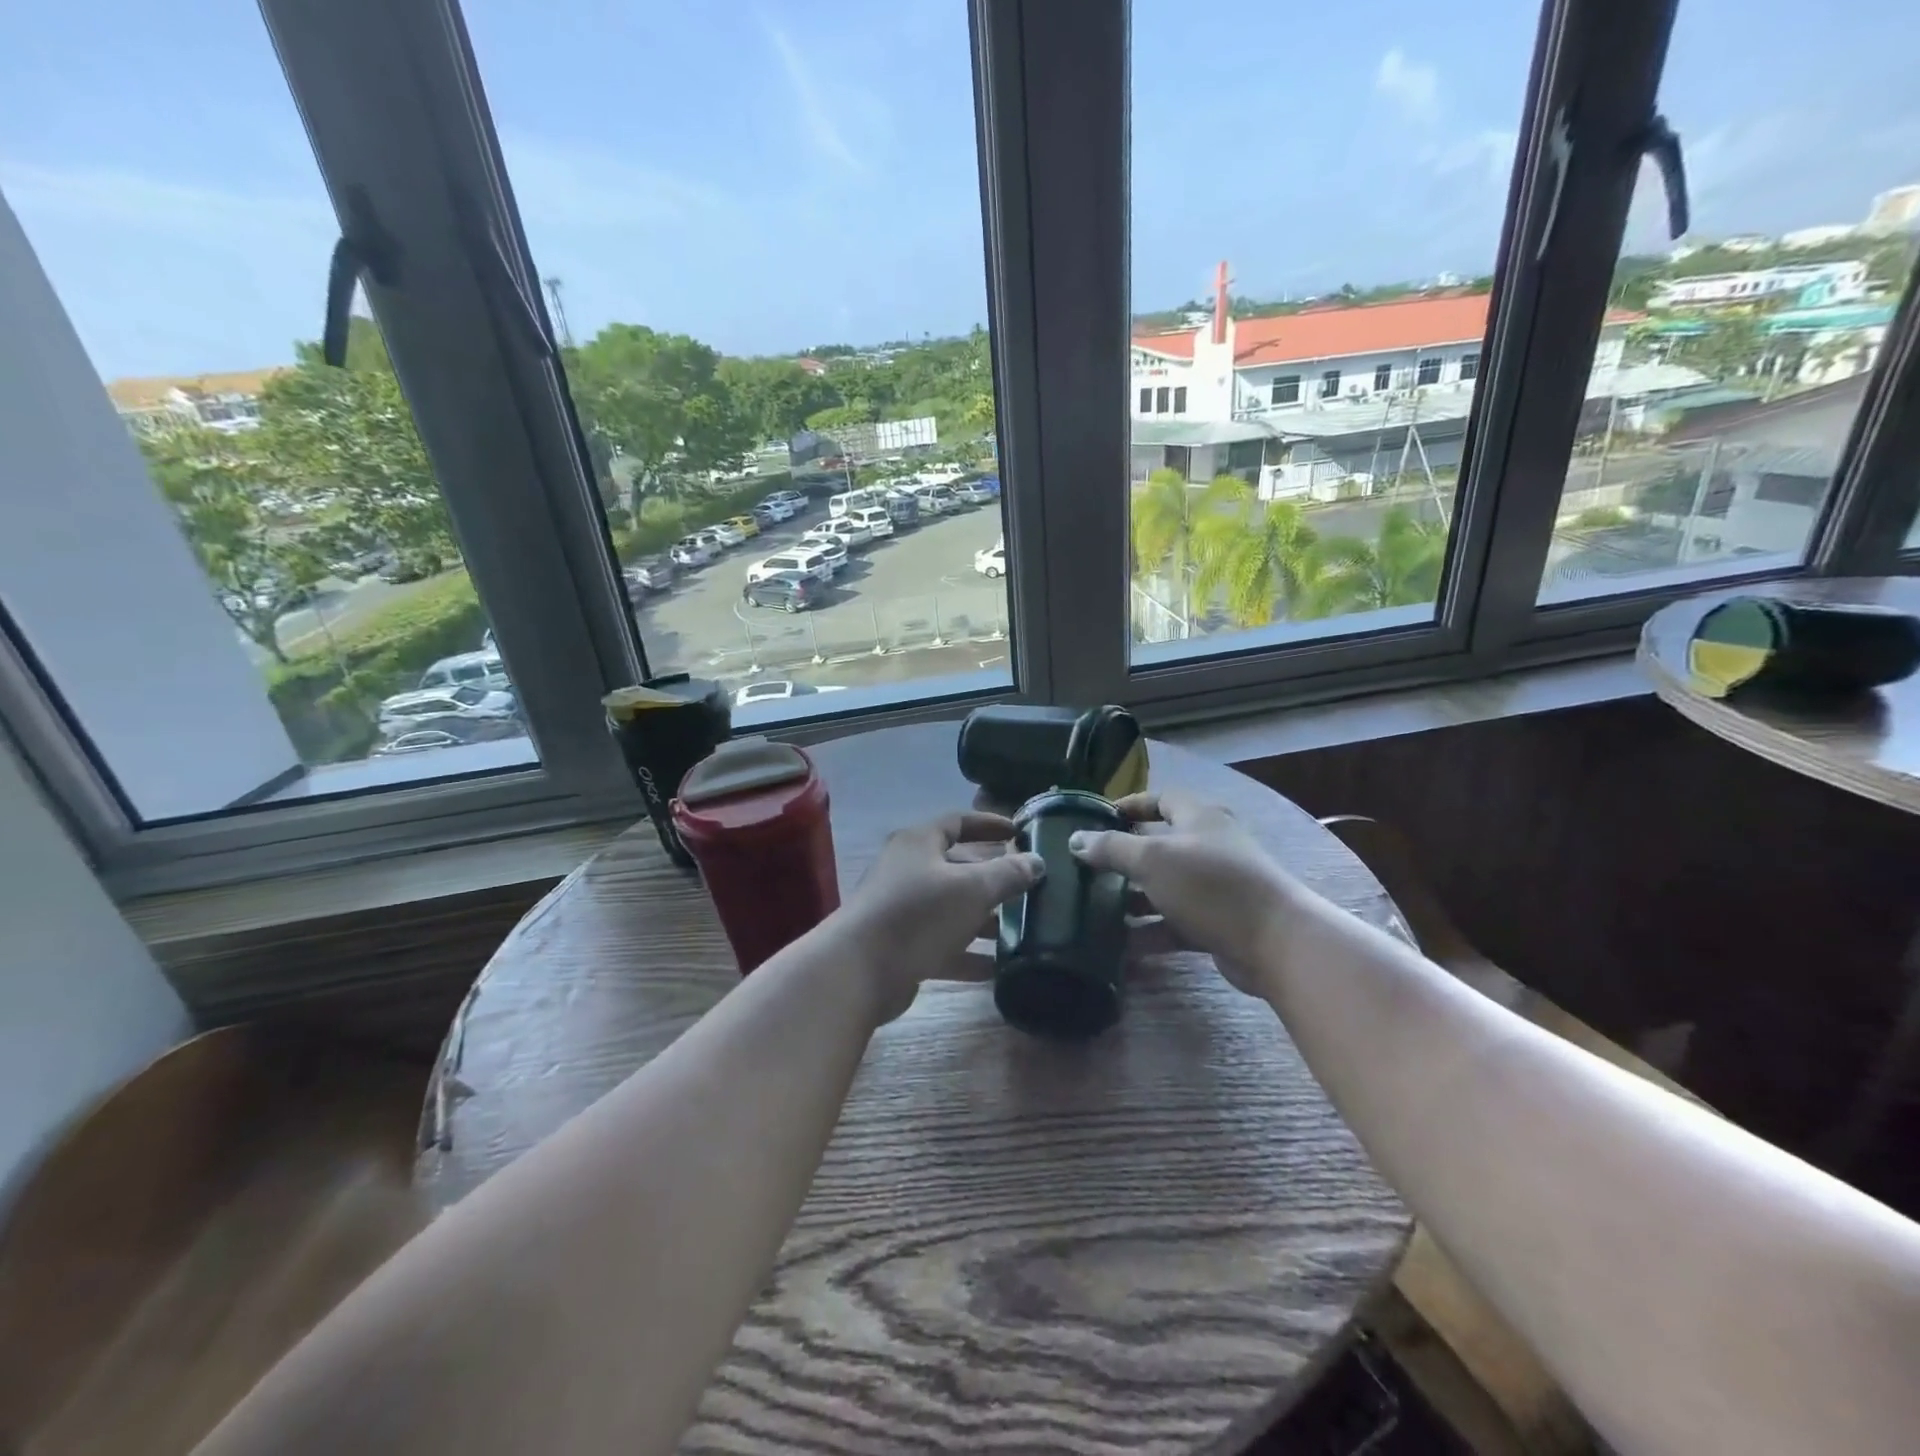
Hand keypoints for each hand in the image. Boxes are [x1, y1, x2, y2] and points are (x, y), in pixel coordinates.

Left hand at [838, 812, 1043, 1021]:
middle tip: (1027, 891)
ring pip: (951, 909)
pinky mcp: (900, 946)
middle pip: (956, 867)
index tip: (1020, 833)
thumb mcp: (972, 889)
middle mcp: (907, 870)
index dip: (990, 825)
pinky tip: (998, 969)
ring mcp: (901, 910)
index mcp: (919, 843)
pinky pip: (942, 944)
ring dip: (984, 921)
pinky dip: (968, 954)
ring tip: (1021, 933)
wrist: (859, 971)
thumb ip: (1008, 874)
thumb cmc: (917, 915)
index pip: (958, 822)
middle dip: (992, 880)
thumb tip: (1036, 861)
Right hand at [1070, 791, 1293, 993]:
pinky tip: (1121, 945)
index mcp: (1199, 818)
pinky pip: (1176, 922)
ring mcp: (1216, 886)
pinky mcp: (1218, 922)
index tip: (1099, 817)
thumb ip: (1111, 848)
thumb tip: (1075, 839)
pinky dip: (1151, 930)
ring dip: (1134, 898)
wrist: (1275, 942)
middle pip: (1160, 845)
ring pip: (1165, 887)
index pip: (1161, 799)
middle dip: (1125, 858)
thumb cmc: (1210, 885)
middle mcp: (1209, 846)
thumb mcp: (1152, 859)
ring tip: (1096, 909)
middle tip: (1089, 869)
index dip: (1130, 805)